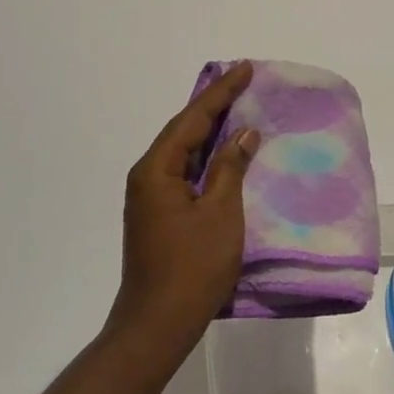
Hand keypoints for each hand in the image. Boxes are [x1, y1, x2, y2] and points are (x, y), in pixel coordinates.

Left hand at [107, 62, 260, 369]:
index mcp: (157, 170)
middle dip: (214, 106)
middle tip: (244, 82)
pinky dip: (208, 158)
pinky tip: (227, 155)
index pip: (193, 119)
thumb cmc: (192, 267)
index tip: (246, 69)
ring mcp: (152, 198)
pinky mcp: (160, 215)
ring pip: (185, 153)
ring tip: (240, 109)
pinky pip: (186, 173)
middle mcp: (148, 177)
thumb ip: (231, 168)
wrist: (157, 324)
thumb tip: (242, 133)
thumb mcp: (221, 213)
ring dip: (211, 131)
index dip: (221, 93)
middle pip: (184, 131)